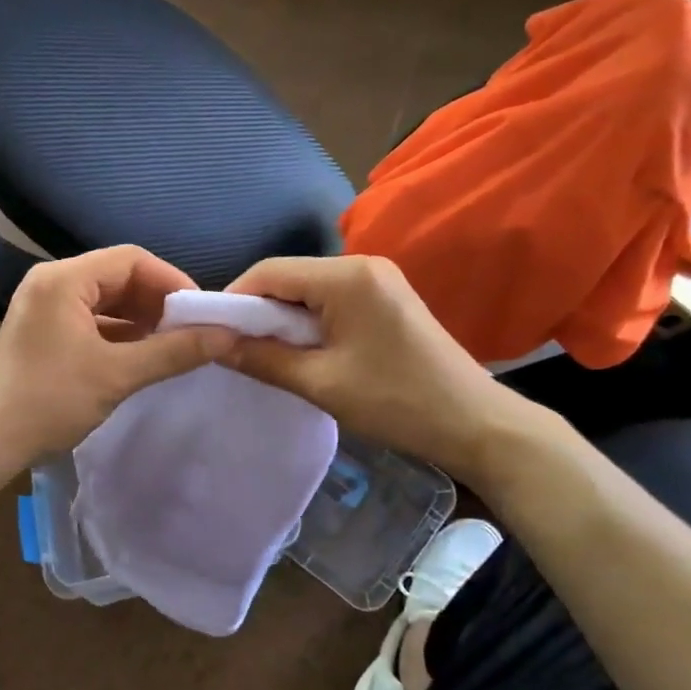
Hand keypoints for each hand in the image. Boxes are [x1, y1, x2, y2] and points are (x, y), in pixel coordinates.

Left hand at [0, 246, 234, 461]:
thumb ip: (174, 351)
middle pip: (118, 276)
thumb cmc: (50, 401)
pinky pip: (91, 318)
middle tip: (191, 330)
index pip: (131, 259)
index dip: (172, 280)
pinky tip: (142, 354)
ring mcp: (45, 305)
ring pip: (106, 299)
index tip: (201, 311)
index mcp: (64, 279)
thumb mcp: (118, 375)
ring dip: (141, 318)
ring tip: (173, 344)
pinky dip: (120, 332)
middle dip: (158, 301)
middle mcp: (52, 281)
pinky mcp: (44, 329)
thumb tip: (226, 336)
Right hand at [223, 254, 527, 470]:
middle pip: (290, 277)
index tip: (213, 333)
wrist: (477, 424)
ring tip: (267, 354)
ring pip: (310, 289)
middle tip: (237, 349)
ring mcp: (379, 279)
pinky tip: (305, 350)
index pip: (270, 271)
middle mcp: (362, 264)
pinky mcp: (387, 297)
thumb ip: (262, 358)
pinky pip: (333, 299)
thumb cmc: (397, 402)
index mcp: (346, 277)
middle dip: (259, 311)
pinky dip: (310, 321)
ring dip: (284, 318)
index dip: (235, 299)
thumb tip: (215, 345)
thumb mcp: (321, 383)